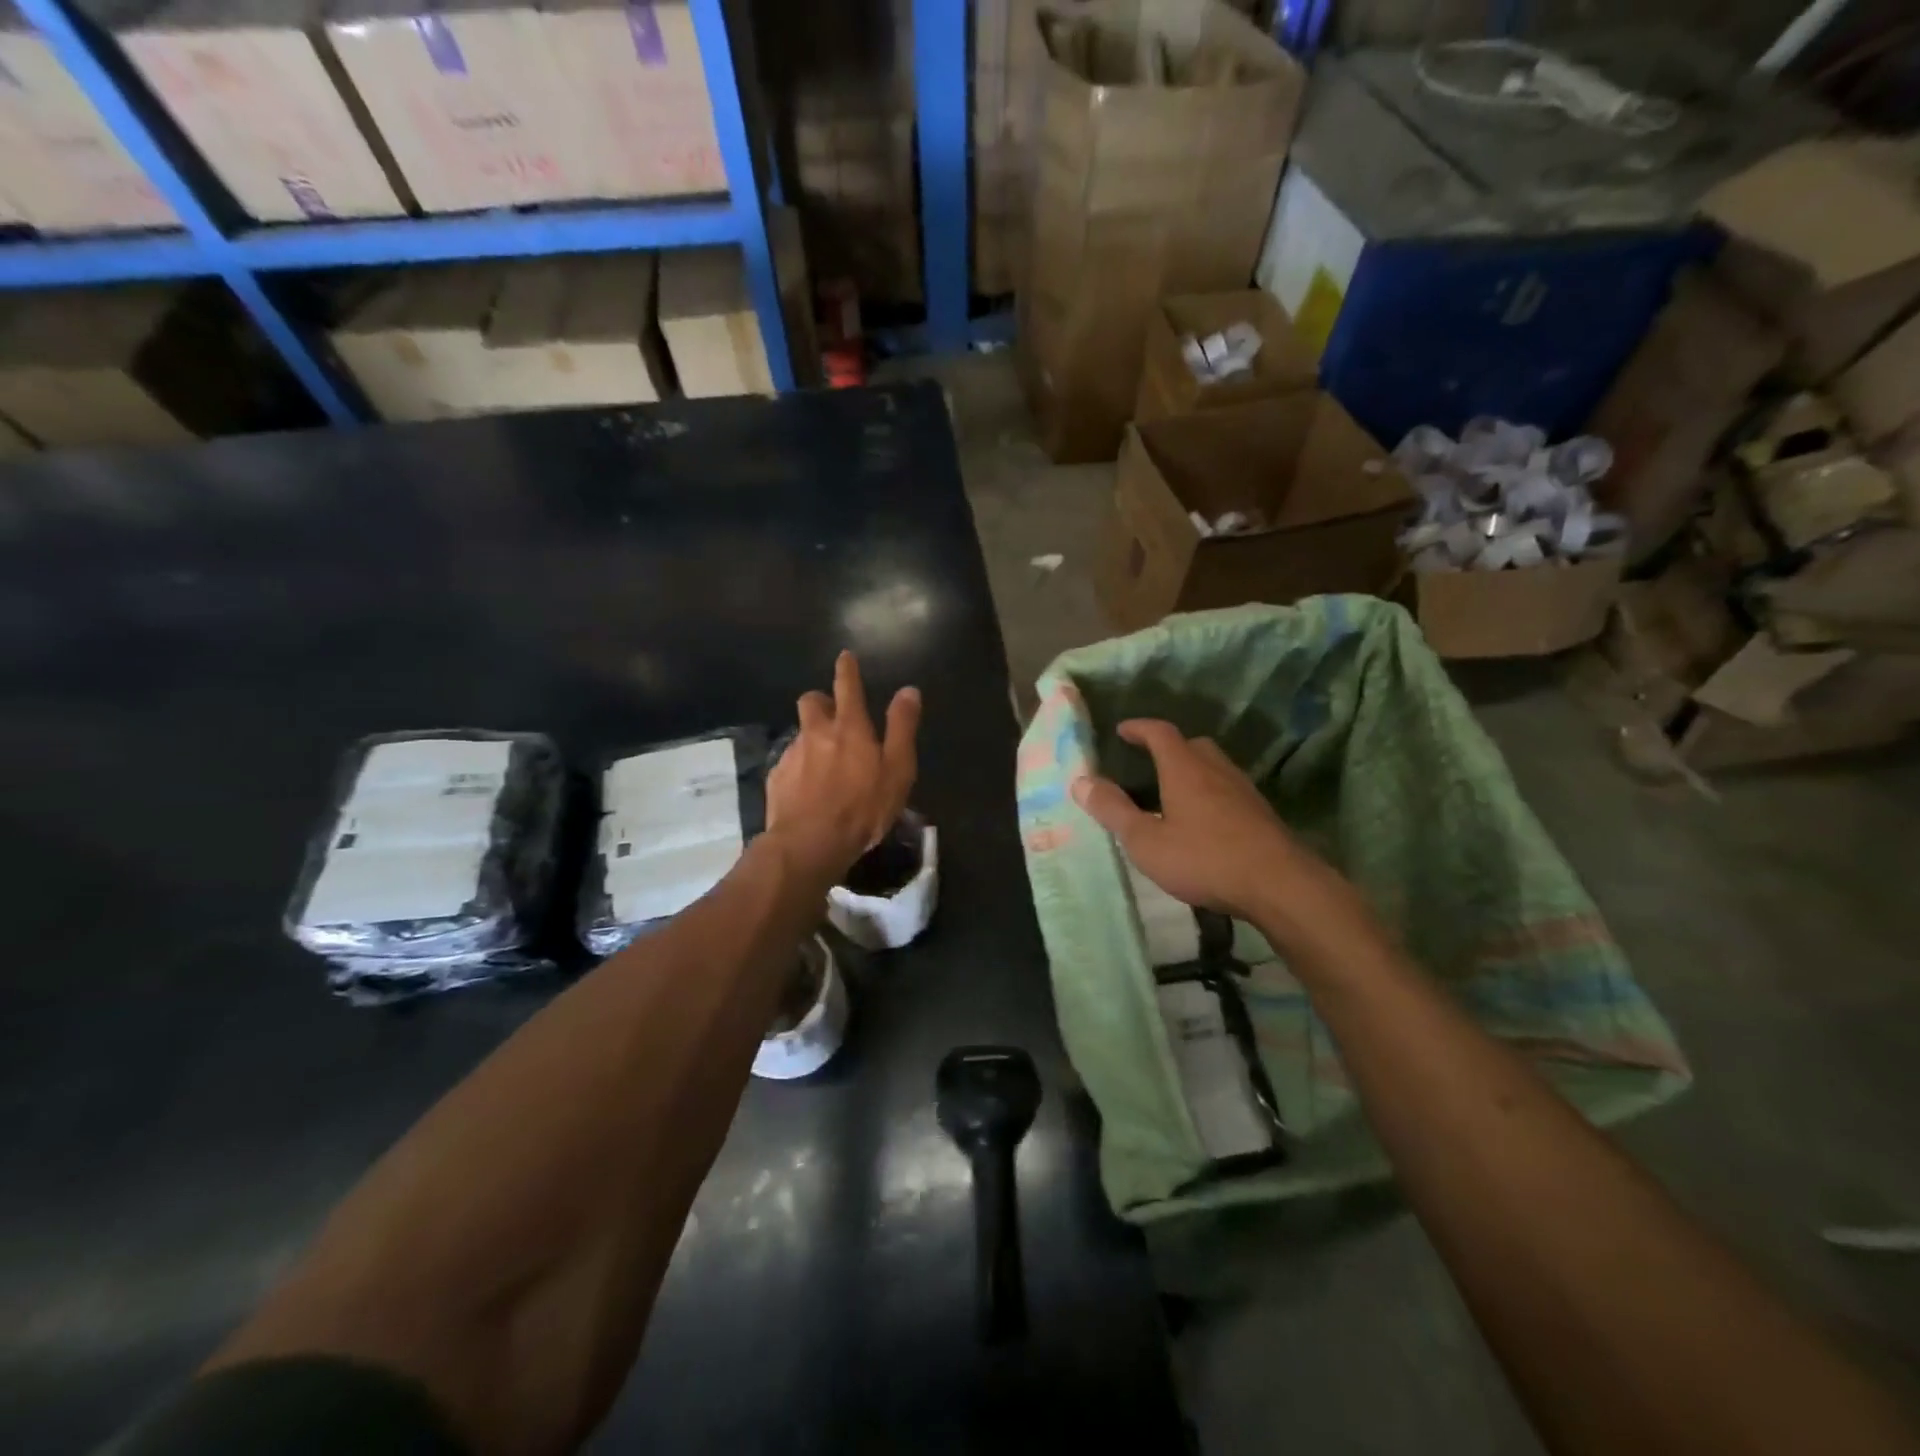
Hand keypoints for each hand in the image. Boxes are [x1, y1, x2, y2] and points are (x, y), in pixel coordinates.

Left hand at [766, 651, 920, 881]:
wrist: (810, 843)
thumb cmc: (863, 807)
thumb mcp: (897, 769)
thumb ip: (902, 727)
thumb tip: (908, 690)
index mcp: (849, 727)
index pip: (847, 686)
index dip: (847, 669)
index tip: (845, 657)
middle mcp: (816, 732)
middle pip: (812, 701)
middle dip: (821, 700)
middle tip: (832, 714)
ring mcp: (792, 754)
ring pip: (800, 733)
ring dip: (812, 738)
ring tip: (824, 762)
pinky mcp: (776, 778)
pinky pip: (789, 762)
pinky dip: (800, 767)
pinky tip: (808, 789)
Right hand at [1071, 719, 1362, 940]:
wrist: (1279, 884)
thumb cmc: (1203, 859)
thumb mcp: (1145, 840)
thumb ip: (1112, 810)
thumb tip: (1080, 780)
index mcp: (1184, 768)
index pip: (1160, 732)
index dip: (1139, 728)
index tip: (1122, 730)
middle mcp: (1215, 769)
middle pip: (1192, 745)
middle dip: (1168, 747)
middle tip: (1148, 763)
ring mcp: (1243, 790)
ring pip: (1213, 767)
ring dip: (1191, 771)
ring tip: (1172, 794)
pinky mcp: (1260, 813)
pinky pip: (1227, 790)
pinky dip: (1209, 793)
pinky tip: (1203, 821)